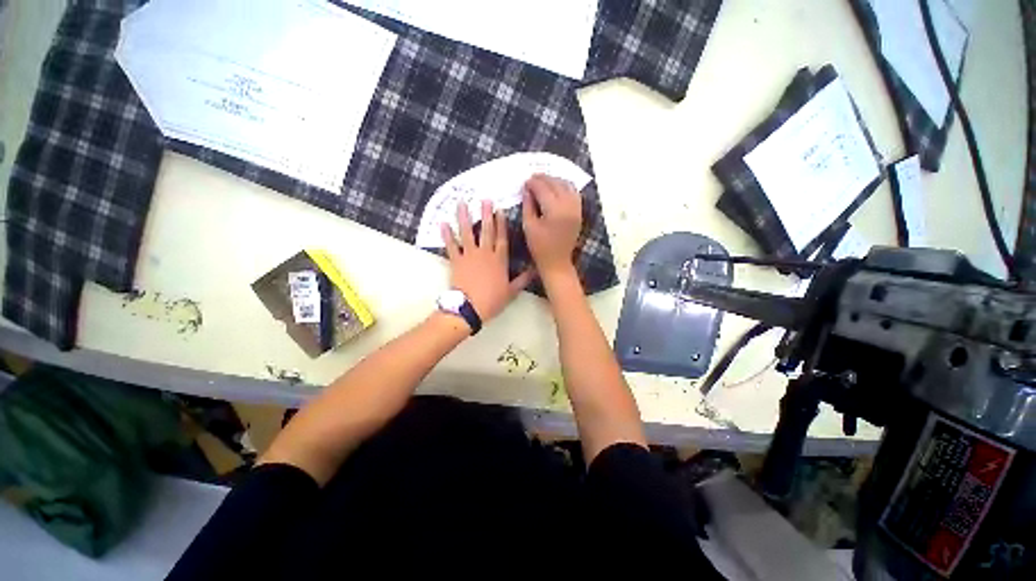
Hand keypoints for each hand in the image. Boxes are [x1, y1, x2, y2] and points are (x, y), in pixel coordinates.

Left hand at [442, 201, 533, 322]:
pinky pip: (451, 245)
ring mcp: (469, 255)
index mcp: (499, 260)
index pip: (501, 238)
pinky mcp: (456, 260)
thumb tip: (535, 270)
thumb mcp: (511, 292)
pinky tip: (443, 223)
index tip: (500, 210)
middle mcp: (485, 253)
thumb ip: (523, 280)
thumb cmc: (492, 300)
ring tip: (462, 203)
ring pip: (467, 233)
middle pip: (486, 231)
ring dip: (464, 217)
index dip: (501, 224)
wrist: (470, 308)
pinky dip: (447, 235)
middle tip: (485, 200)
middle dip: (486, 214)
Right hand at [521, 175, 582, 282]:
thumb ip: (528, 205)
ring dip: (555, 180)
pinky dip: (566, 187)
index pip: (543, 189)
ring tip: (544, 181)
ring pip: (567, 186)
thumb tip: (526, 190)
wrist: (557, 262)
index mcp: (554, 211)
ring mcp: (576, 209)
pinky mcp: (579, 213)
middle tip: (532, 178)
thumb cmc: (539, 247)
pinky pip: (574, 194)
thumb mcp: (529, 226)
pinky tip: (557, 188)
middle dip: (543, 179)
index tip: (525, 182)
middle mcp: (568, 206)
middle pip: (556, 184)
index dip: (533, 183)